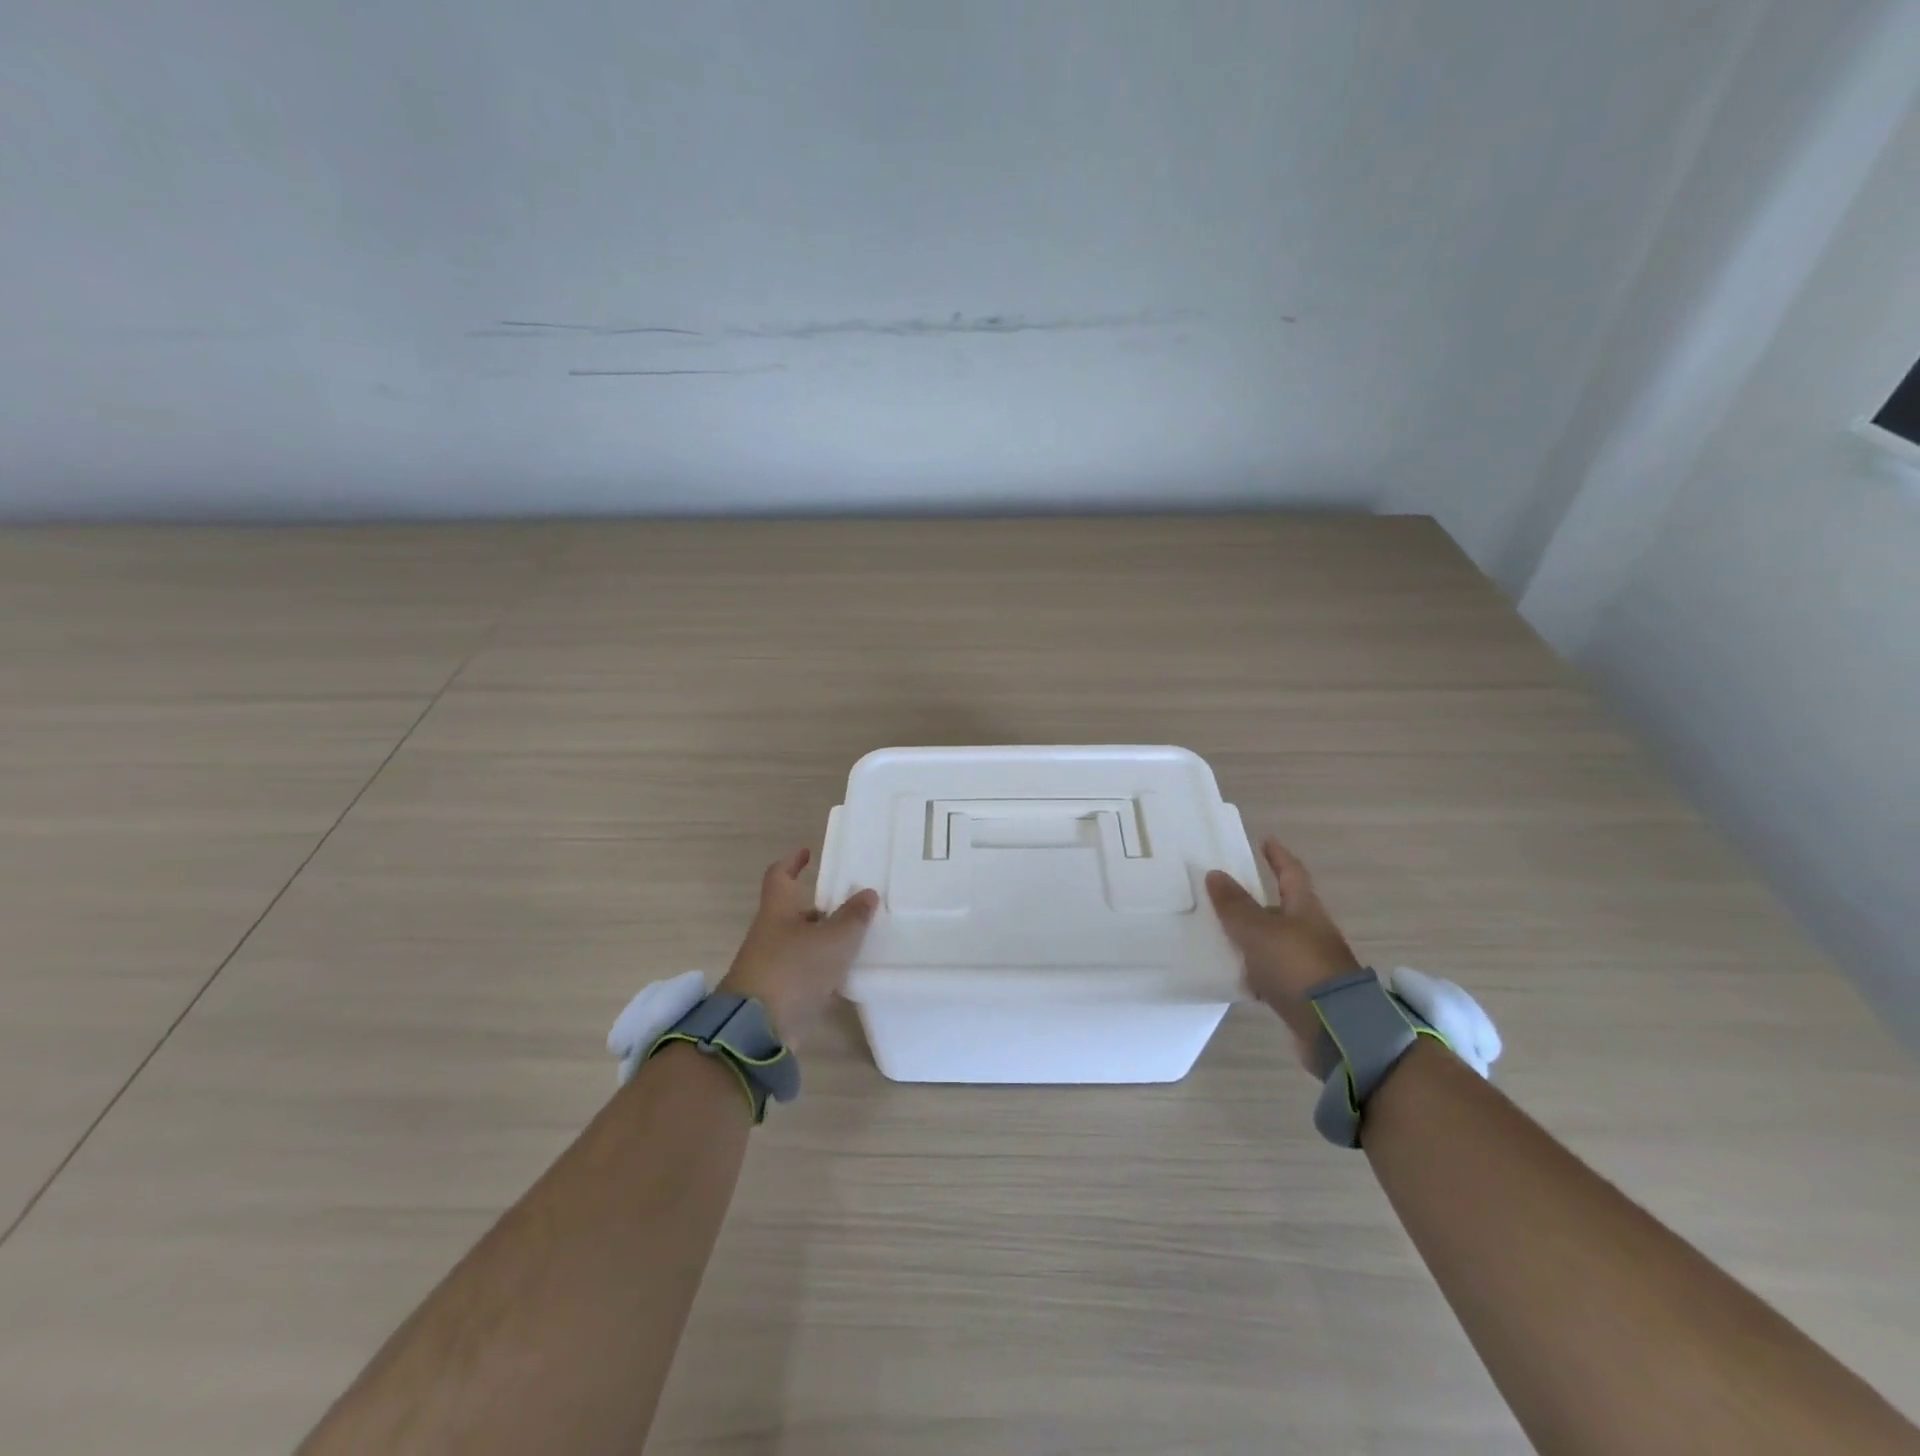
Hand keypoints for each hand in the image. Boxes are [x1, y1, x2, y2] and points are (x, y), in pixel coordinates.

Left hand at [717, 848, 877, 1049]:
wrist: (756, 1029)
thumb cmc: (793, 969)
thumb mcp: (833, 939)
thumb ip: (853, 917)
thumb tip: (868, 893)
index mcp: (778, 910)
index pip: (780, 875)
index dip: (793, 861)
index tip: (807, 852)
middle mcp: (770, 933)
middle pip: (794, 912)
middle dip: (820, 908)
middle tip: (850, 905)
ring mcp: (770, 965)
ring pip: (801, 944)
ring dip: (823, 941)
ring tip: (856, 940)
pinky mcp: (776, 994)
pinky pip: (803, 973)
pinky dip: (822, 971)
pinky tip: (844, 976)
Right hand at [1205, 836, 1362, 1069]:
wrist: (1336, 1029)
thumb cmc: (1296, 966)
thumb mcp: (1257, 931)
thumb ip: (1235, 905)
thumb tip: (1215, 874)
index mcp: (1305, 910)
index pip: (1291, 874)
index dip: (1278, 857)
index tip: (1267, 840)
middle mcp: (1311, 933)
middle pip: (1283, 910)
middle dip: (1258, 902)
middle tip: (1228, 895)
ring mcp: (1310, 965)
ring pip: (1276, 943)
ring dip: (1254, 938)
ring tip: (1222, 935)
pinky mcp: (1304, 995)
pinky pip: (1273, 974)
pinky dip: (1256, 971)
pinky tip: (1236, 976)